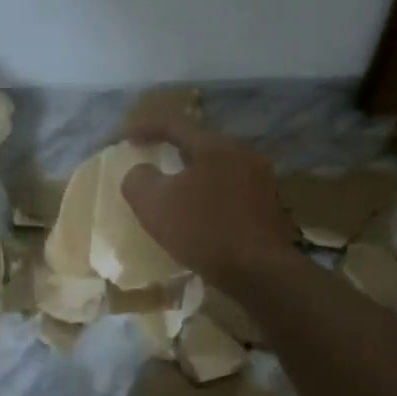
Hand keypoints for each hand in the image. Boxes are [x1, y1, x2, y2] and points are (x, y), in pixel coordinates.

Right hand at [121, 119, 294, 288]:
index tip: (127, 137)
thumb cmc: (203, 230)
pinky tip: (200, 211)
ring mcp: (261, 179)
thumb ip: (138, 180)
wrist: (259, 271)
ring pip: (217, 167)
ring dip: (193, 174)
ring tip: (175, 188)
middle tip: (153, 158)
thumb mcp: (154, 205)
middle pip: (200, 144)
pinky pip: (231, 188)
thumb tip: (141, 172)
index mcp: (215, 146)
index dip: (147, 127)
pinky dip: (210, 193)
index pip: (175, 124)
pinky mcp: (269, 204)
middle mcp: (242, 153)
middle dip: (173, 149)